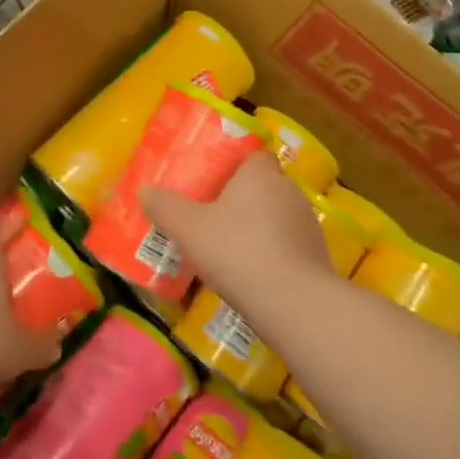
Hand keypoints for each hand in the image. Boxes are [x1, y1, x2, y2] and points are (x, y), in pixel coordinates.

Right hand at [140, 150, 333, 304]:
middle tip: (212, 214)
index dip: (234, 165)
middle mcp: (288, 190)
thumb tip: (143, 189)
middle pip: (263, 185)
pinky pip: (287, 244)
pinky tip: (251, 272)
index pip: (252, 155)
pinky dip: (271, 253)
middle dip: (241, 198)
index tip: (213, 180)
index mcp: (260, 173)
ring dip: (257, 227)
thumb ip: (165, 207)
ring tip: (229, 246)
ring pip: (276, 216)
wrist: (293, 303)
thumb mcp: (189, 229)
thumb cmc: (237, 251)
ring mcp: (307, 223)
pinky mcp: (316, 255)